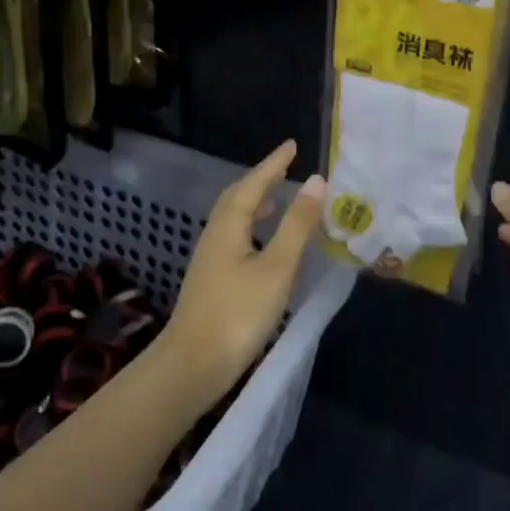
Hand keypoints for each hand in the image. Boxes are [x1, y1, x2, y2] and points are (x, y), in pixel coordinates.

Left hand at [153, 140, 326, 412]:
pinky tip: (263, 246)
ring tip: (276, 201)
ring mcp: (209, 259)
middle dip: (261, 180)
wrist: (193, 365)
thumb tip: (315, 181)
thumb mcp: (277, 267)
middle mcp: (215, 235)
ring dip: (254, 203)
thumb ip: (297, 225)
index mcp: (228, 226)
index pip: (253, 184)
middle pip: (237, 197)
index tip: (292, 146)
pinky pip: (233, 237)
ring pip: (233, 219)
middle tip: (285, 168)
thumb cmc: (239, 313)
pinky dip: (251, 228)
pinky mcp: (211, 280)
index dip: (273, 164)